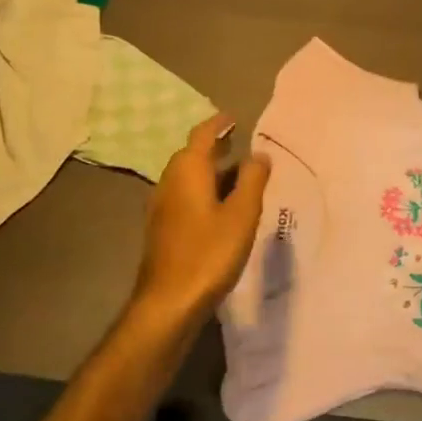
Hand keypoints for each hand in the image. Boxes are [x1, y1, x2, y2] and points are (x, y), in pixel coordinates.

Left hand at [131, 115, 271, 319]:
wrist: (169, 302)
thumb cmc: (209, 254)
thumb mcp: (241, 215)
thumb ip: (253, 180)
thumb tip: (260, 154)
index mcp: (188, 171)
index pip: (202, 135)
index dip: (219, 124)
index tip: (235, 118)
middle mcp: (169, 182)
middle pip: (191, 155)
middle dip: (215, 147)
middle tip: (240, 144)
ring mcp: (162, 206)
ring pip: (188, 177)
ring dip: (210, 171)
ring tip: (237, 174)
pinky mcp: (163, 228)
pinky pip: (185, 196)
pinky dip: (204, 190)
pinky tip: (221, 206)